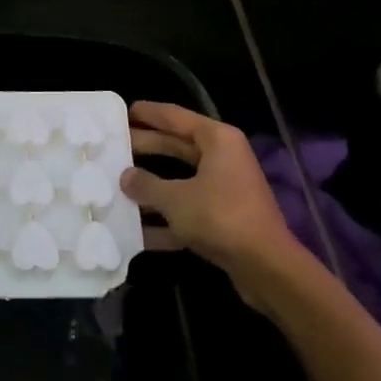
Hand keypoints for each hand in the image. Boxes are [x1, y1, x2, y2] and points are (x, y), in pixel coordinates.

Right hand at [121, 102, 305, 288]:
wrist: (267, 268)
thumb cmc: (220, 217)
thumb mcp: (175, 199)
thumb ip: (146, 185)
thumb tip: (126, 177)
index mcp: (217, 140)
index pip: (175, 117)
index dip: (148, 113)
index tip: (122, 112)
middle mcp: (224, 158)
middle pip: (177, 146)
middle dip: (146, 148)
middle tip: (113, 146)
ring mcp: (226, 189)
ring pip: (181, 180)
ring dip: (152, 186)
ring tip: (117, 185)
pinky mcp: (225, 219)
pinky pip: (189, 210)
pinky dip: (166, 218)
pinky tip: (137, 231)